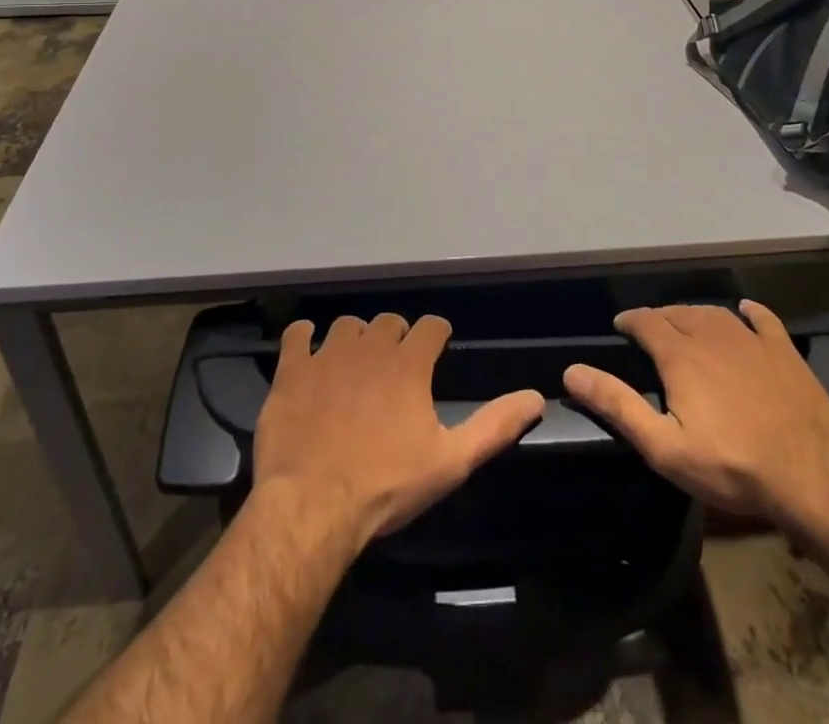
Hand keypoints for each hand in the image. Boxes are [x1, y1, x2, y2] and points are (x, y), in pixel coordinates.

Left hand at [253, 313, 544, 542]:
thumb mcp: (450, 462)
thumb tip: (536, 397)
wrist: (312, 506)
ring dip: (355, 338)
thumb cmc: (386, 485)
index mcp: (409, 364)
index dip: (436, 335)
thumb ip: (494, 426)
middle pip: (388, 321)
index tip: (437, 347)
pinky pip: (298, 335)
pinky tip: (308, 351)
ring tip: (355, 363)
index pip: (431, 326)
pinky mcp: (292, 370)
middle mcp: (370, 347)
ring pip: (346, 325)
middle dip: (396, 336)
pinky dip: (304, 338)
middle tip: (395, 364)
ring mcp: (327, 355)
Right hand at [564, 301, 828, 539]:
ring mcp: (751, 340)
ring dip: (695, 314)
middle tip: (651, 332)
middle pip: (678, 313)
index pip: (646, 322)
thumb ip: (618, 405)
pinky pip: (763, 320)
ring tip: (687, 324)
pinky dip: (750, 312)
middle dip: (659, 318)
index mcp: (680, 355)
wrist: (810, 478)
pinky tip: (744, 310)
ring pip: (714, 313)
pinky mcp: (784, 352)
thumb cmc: (730, 466)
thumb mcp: (664, 446)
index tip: (621, 327)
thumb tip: (572, 371)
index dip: (630, 321)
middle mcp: (712, 335)